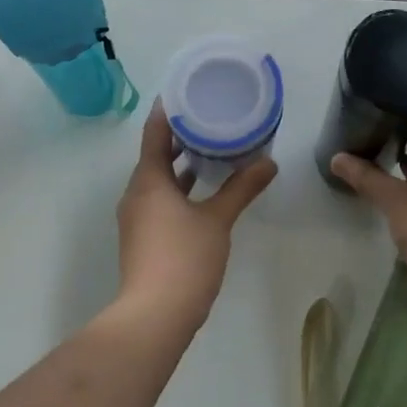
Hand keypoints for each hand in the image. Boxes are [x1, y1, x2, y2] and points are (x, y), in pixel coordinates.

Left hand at [116, 100, 278, 330]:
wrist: (154, 316)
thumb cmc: (184, 258)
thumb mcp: (218, 219)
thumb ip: (242, 188)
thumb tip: (269, 162)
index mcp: (149, 180)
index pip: (155, 132)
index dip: (168, 110)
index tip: (185, 90)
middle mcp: (137, 193)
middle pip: (155, 155)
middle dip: (180, 137)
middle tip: (209, 117)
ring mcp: (137, 218)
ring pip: (159, 180)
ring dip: (181, 166)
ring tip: (212, 150)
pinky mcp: (143, 238)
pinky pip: (160, 200)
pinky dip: (179, 189)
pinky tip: (203, 193)